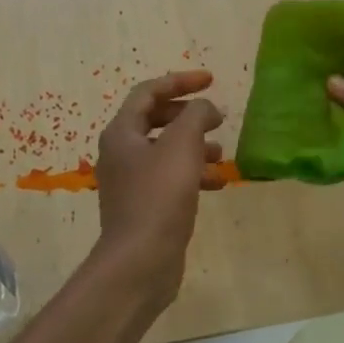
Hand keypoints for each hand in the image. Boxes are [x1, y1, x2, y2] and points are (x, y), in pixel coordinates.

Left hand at [93, 71, 225, 310]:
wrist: (140, 262)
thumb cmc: (159, 197)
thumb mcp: (182, 147)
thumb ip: (196, 116)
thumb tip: (206, 107)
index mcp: (122, 133)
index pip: (149, 92)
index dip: (180, 81)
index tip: (211, 80)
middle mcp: (121, 153)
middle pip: (156, 120)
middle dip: (189, 115)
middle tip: (217, 117)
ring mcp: (131, 181)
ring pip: (166, 151)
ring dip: (195, 146)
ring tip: (222, 152)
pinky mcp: (144, 206)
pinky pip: (170, 178)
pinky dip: (193, 173)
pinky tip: (218, 182)